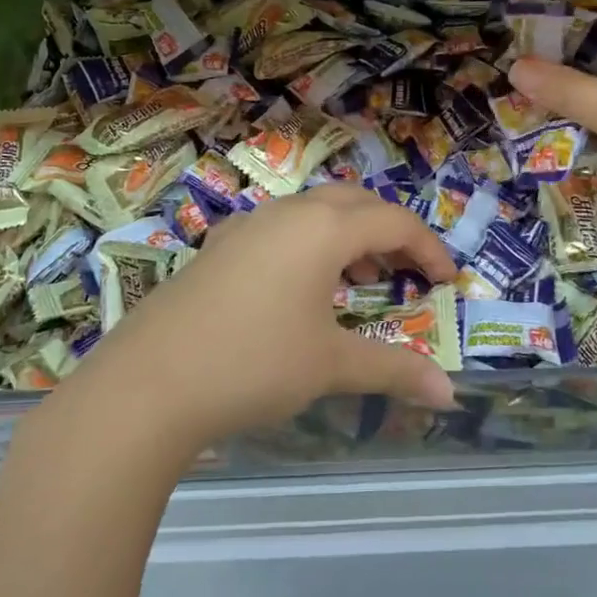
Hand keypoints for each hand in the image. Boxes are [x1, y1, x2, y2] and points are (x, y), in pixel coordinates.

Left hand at [58, 188, 457, 451]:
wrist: (146, 385)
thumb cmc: (252, 364)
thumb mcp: (329, 366)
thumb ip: (393, 370)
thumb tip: (449, 394)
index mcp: (322, 228)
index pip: (393, 221)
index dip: (428, 248)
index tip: (447, 281)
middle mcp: (286, 213)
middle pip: (354, 203)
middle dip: (390, 231)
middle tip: (408, 270)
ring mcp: (246, 226)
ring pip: (313, 211)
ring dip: (348, 235)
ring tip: (362, 280)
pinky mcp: (218, 247)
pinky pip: (280, 229)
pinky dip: (309, 245)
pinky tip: (300, 287)